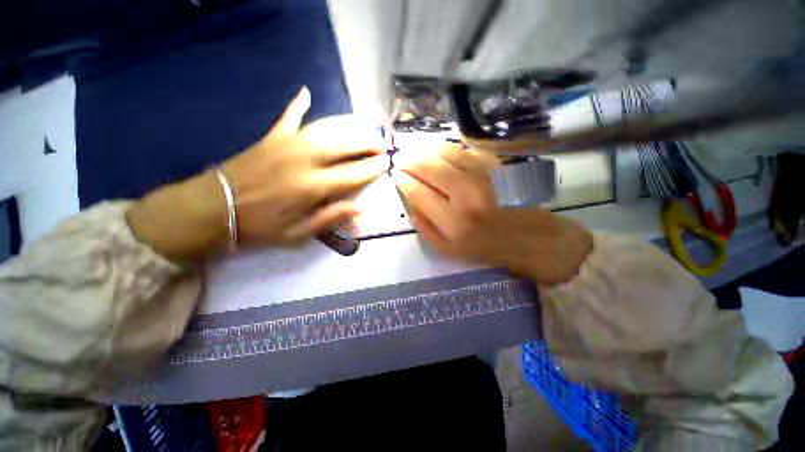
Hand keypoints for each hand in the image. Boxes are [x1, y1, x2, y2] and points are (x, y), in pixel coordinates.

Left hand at [128, 87, 386, 259]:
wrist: (214, 208)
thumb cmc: (260, 226)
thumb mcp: (298, 234)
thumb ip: (329, 218)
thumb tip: (358, 209)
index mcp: (312, 186)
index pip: (353, 174)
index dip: (372, 168)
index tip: (387, 162)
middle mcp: (305, 160)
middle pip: (344, 146)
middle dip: (366, 144)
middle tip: (381, 144)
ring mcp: (288, 144)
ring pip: (326, 129)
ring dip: (348, 127)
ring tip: (363, 127)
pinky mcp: (272, 137)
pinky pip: (289, 117)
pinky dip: (298, 104)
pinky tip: (306, 92)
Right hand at [394, 145, 592, 285]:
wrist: (528, 238)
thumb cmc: (485, 247)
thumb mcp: (448, 250)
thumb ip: (425, 229)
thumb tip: (410, 205)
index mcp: (453, 222)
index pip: (419, 192)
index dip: (403, 181)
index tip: (396, 175)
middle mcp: (467, 196)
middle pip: (430, 168)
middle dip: (411, 162)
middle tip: (404, 162)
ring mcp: (484, 177)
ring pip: (446, 153)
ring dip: (428, 152)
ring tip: (420, 157)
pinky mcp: (496, 166)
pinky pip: (465, 151)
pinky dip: (448, 151)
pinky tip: (442, 156)